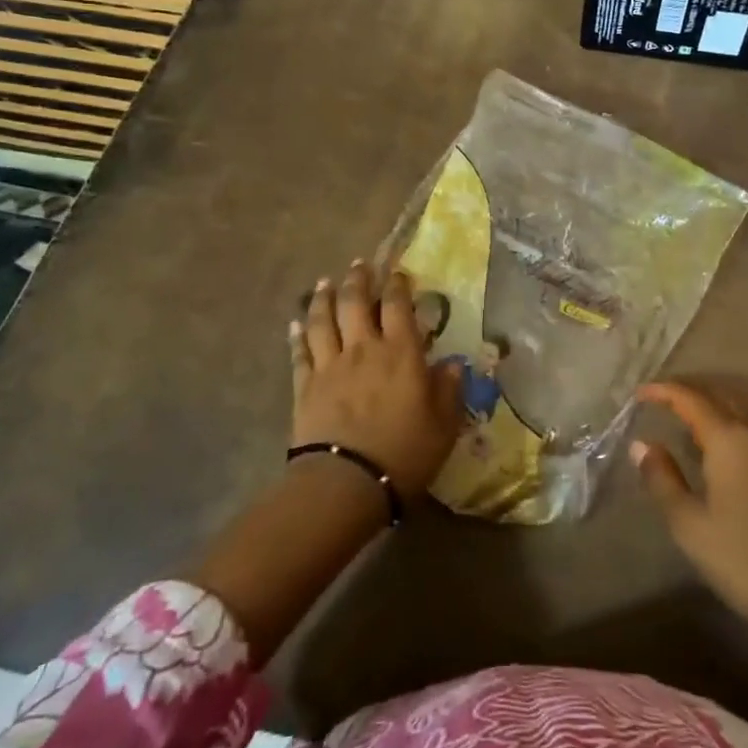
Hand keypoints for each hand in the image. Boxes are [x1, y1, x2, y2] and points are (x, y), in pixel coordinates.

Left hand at [291, 261, 463, 499]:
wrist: (346, 482)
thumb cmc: (404, 452)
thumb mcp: (444, 424)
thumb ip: (449, 390)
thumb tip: (453, 364)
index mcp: (400, 352)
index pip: (398, 306)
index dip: (398, 285)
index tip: (398, 273)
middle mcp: (364, 348)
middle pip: (355, 302)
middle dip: (358, 279)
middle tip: (359, 264)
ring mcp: (330, 365)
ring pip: (323, 320)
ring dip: (324, 298)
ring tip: (324, 282)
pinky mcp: (305, 386)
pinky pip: (299, 353)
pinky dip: (297, 336)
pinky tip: (294, 324)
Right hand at [631, 380, 747, 633]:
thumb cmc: (742, 557)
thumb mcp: (689, 523)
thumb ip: (662, 478)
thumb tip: (642, 444)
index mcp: (729, 438)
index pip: (692, 398)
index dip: (664, 391)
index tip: (640, 393)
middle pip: (718, 398)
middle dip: (688, 394)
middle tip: (659, 400)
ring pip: (737, 414)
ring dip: (709, 410)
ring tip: (682, 421)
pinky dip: (726, 428)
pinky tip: (714, 450)